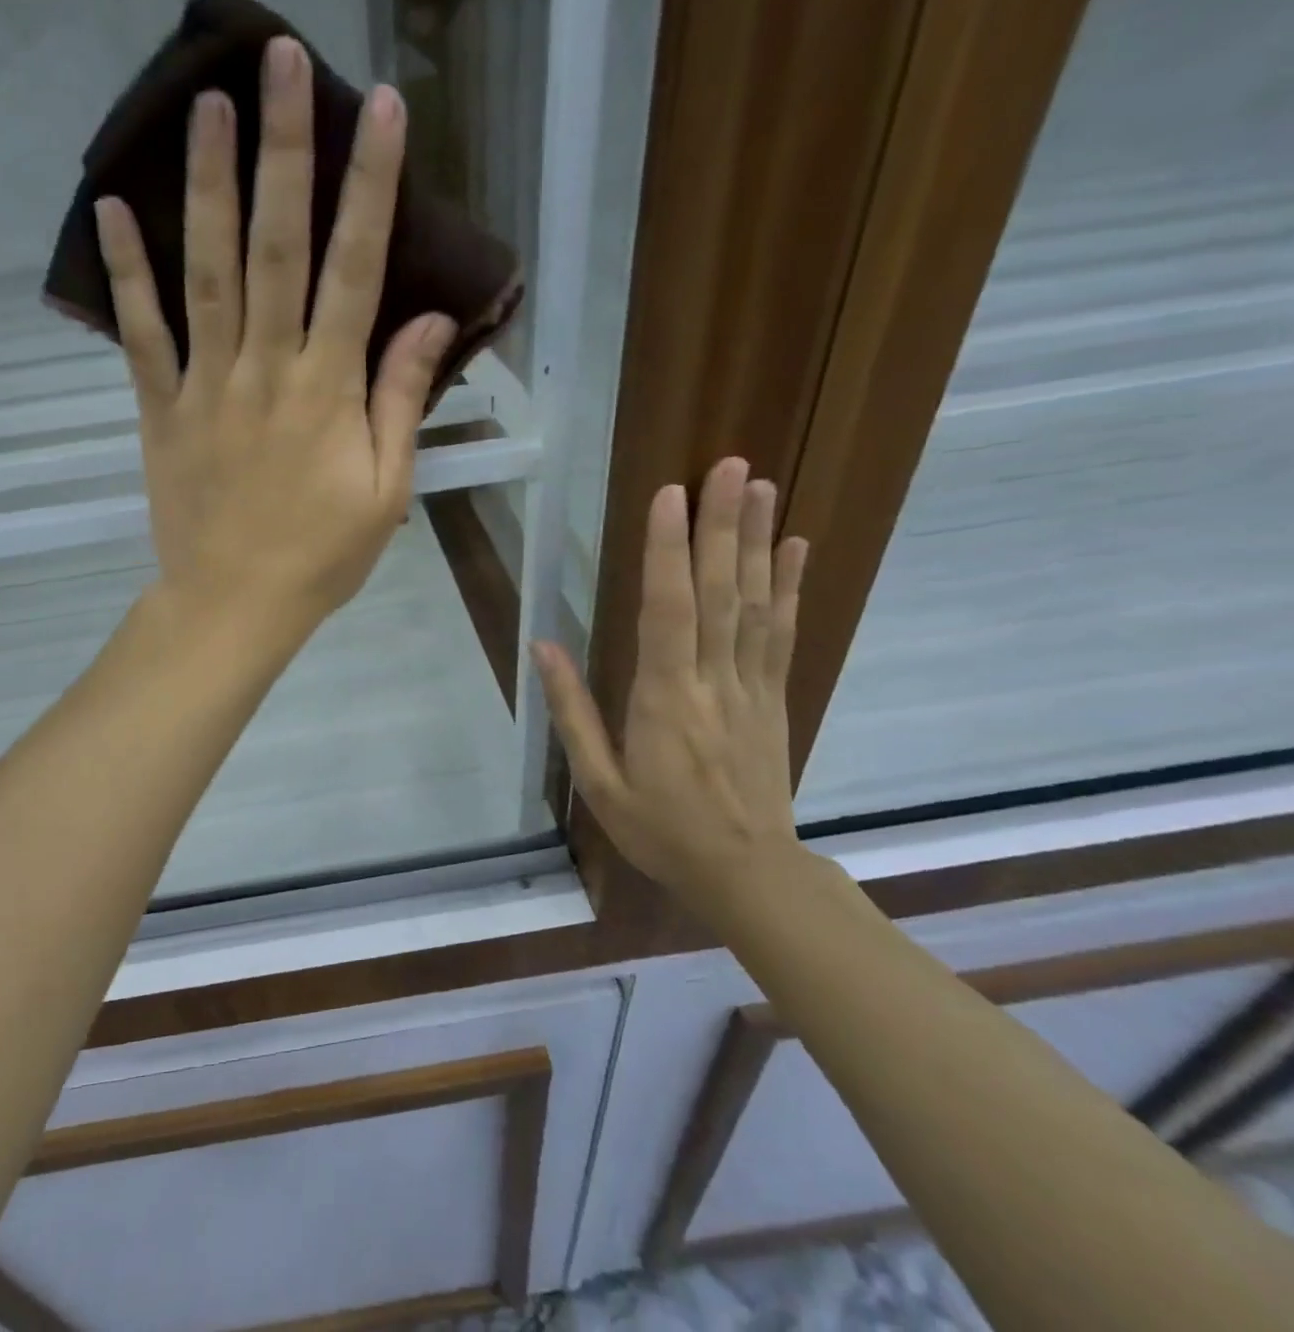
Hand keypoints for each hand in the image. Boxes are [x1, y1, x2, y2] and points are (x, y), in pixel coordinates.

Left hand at [94, 36, 456, 646]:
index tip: (381, 111)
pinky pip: (141, 333)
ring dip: (206, 184)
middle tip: (280, 59)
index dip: (370, 187)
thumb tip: (431, 322)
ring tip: (206, 104)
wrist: (234, 605)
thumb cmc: (321, 556)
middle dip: (282, 150)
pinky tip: (111, 210)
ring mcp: (206, 384)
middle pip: (275, 245)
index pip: (355, 270)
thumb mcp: (387, 492)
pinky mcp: (162, 408)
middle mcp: (265, 368)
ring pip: (205, 271)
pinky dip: (126, 272)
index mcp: (326, 390)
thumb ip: (400, 402)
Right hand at [530, 458, 809, 900]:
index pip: (667, 611)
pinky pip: (783, 633)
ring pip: (756, 602)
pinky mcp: (775, 696)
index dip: (667, 551)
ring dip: (758, 541)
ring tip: (761, 485)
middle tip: (729, 466)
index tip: (669, 496)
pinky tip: (795, 546)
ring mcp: (752, 686)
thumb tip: (543, 645)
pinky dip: (791, 586)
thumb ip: (572, 711)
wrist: (747, 873)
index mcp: (664, 699)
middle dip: (721, 525)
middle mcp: (713, 681)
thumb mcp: (598, 782)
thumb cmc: (661, 829)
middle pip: (719, 592)